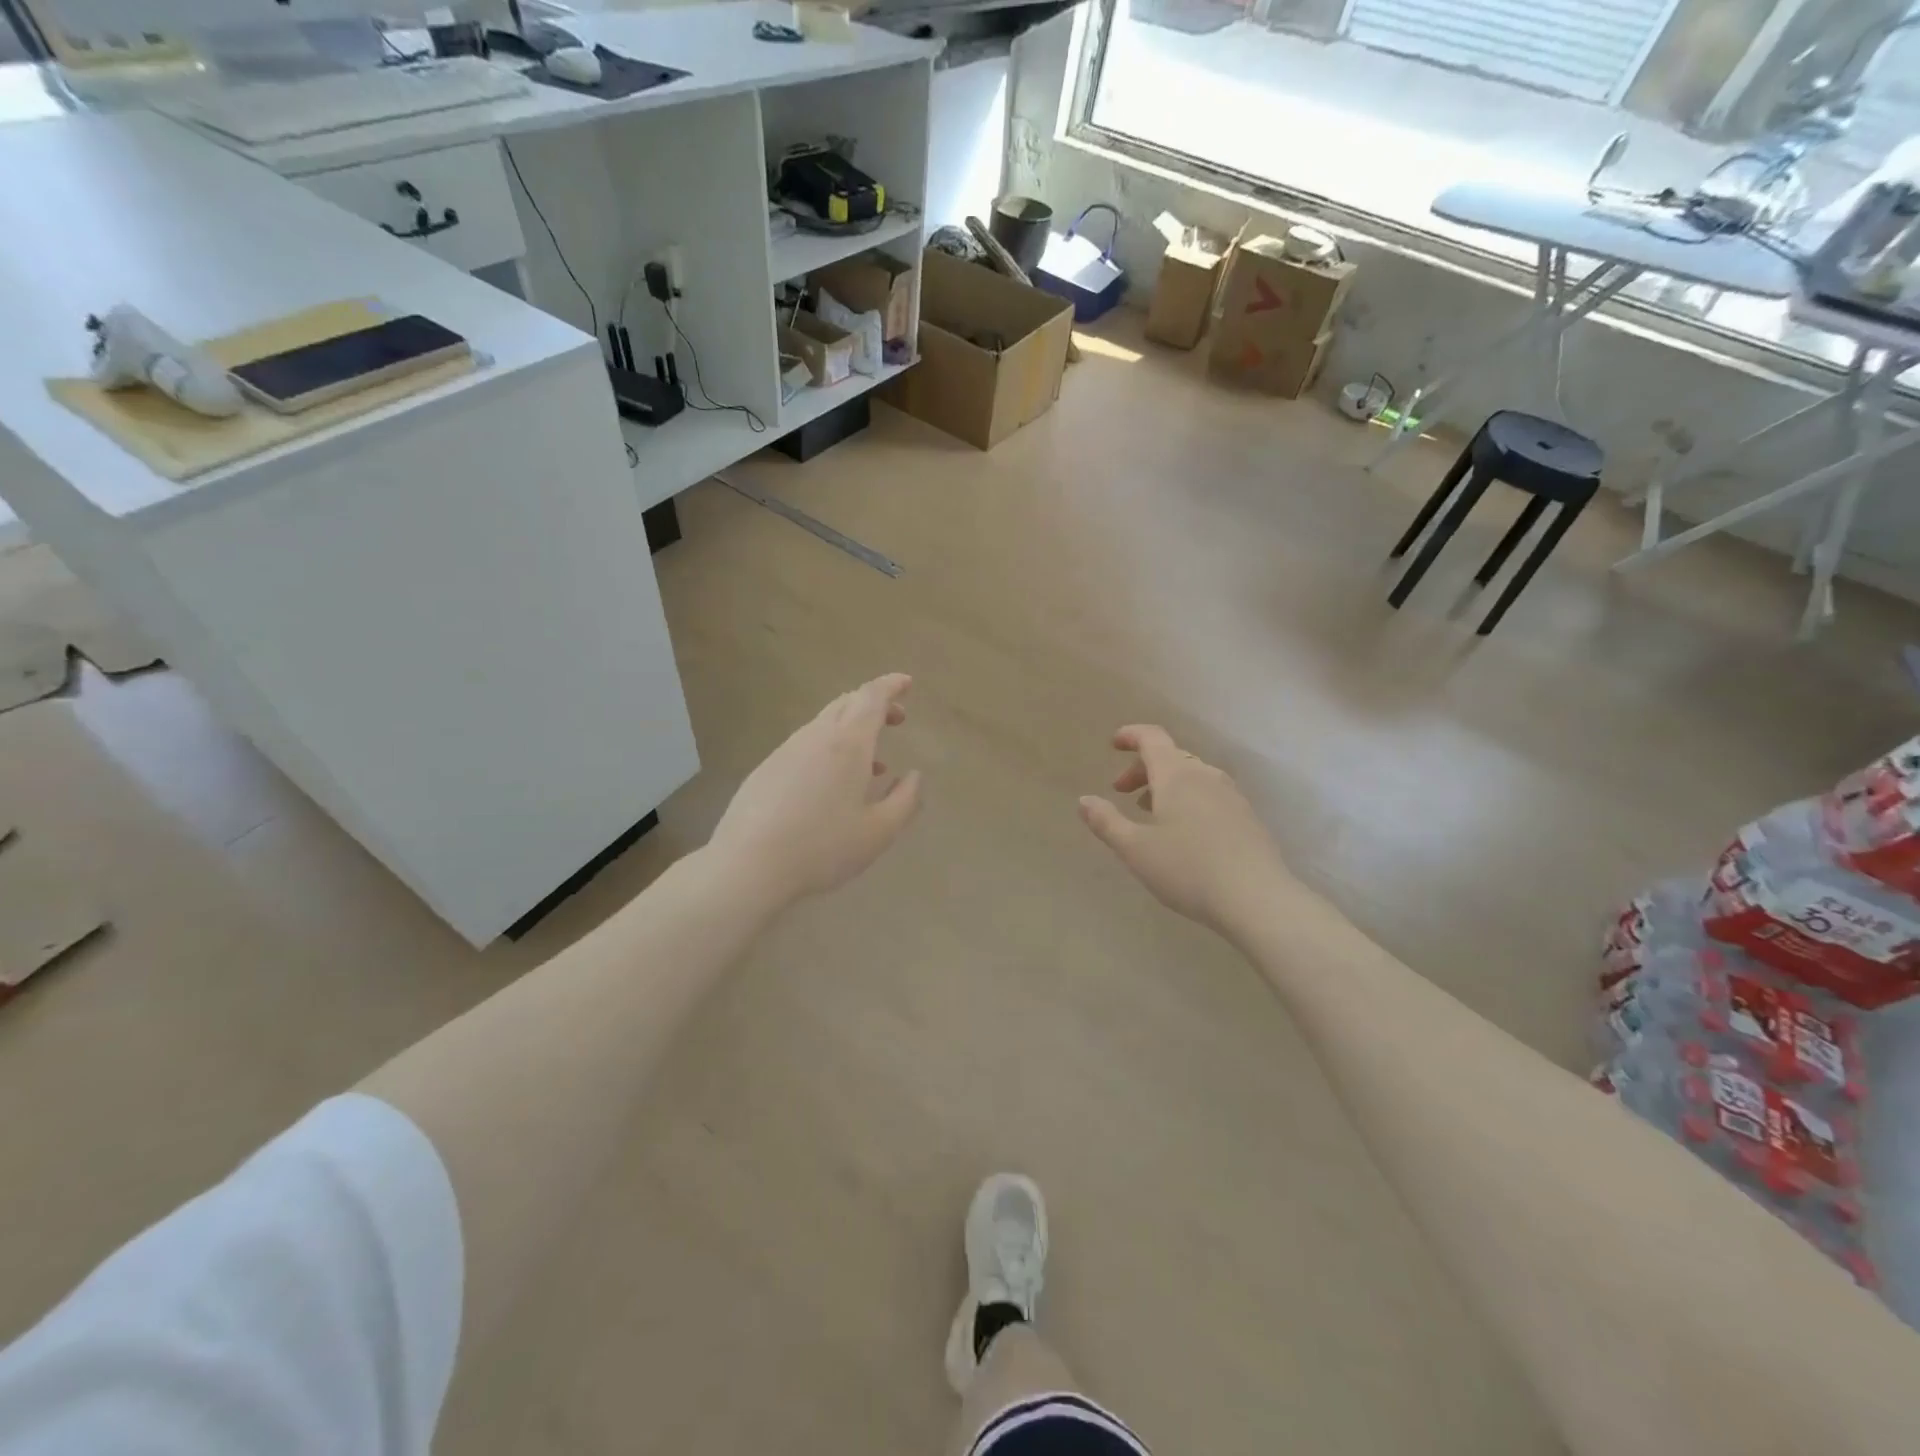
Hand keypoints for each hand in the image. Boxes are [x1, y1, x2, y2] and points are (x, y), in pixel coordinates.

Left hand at [709, 674, 922, 910]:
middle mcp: (816, 737)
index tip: (906, 684)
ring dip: (853, 731)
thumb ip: (905, 800)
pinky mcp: (766, 769)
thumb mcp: (879, 832)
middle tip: (897, 720)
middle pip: (847, 703)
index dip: (891, 686)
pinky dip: (830, 749)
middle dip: (875, 704)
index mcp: (848, 743)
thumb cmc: (823, 847)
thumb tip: (913, 776)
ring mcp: (786, 751)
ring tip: (871, 765)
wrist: (748, 865)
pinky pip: (806, 745)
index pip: (871, 697)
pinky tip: (833, 786)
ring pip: (825, 725)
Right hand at [1078, 726, 1289, 934]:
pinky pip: (1209, 794)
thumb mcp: (1134, 849)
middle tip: (1121, 792)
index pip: (1152, 738)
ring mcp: (1231, 795)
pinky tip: (1184, 832)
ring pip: (1192, 776)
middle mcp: (1205, 775)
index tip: (1113, 744)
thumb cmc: (1187, 869)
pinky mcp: (1246, 817)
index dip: (1131, 735)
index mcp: (1176, 775)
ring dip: (1165, 785)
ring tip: (1150, 813)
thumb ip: (1106, 821)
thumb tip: (1084, 800)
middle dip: (1142, 768)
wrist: (1257, 899)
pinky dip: (1188, 799)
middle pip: (1170, 757)